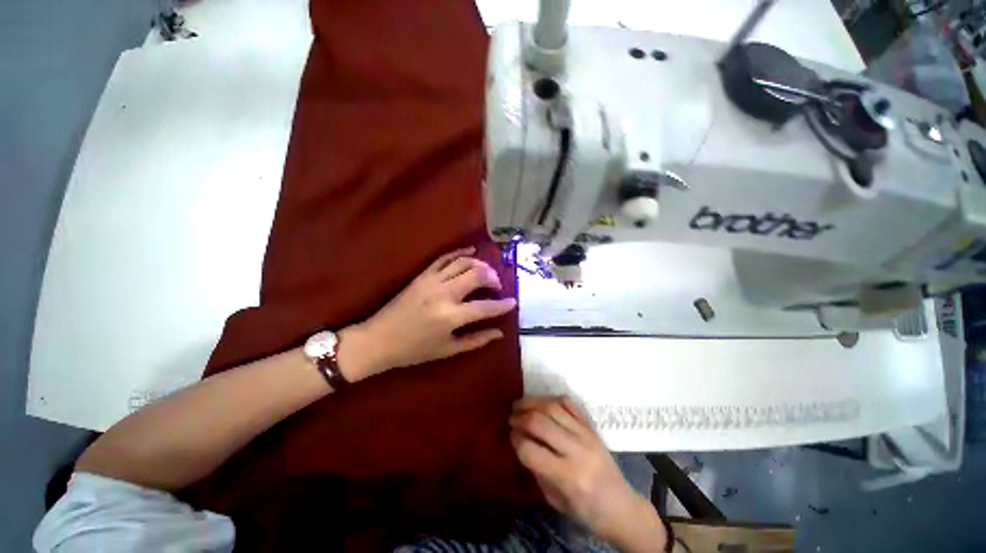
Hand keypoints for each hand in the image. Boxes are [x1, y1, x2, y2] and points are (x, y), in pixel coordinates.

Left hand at [337, 247, 516, 379]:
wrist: (378, 339)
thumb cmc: (414, 350)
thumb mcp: (447, 350)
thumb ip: (476, 340)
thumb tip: (499, 333)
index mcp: (451, 316)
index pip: (485, 307)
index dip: (502, 305)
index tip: (513, 302)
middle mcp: (444, 294)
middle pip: (477, 275)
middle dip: (493, 278)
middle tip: (497, 286)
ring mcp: (432, 281)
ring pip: (464, 263)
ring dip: (480, 264)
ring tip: (487, 272)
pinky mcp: (422, 275)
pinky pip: (444, 258)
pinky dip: (460, 252)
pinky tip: (471, 251)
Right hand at [510, 396, 666, 551]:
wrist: (622, 507)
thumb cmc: (587, 511)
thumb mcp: (555, 500)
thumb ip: (537, 470)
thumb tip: (521, 441)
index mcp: (568, 477)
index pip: (531, 450)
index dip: (516, 440)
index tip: (511, 436)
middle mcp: (577, 450)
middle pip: (540, 422)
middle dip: (520, 417)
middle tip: (511, 417)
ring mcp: (586, 434)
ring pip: (553, 407)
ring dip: (532, 402)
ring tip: (520, 405)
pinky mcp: (591, 426)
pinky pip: (569, 403)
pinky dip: (551, 399)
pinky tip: (541, 403)